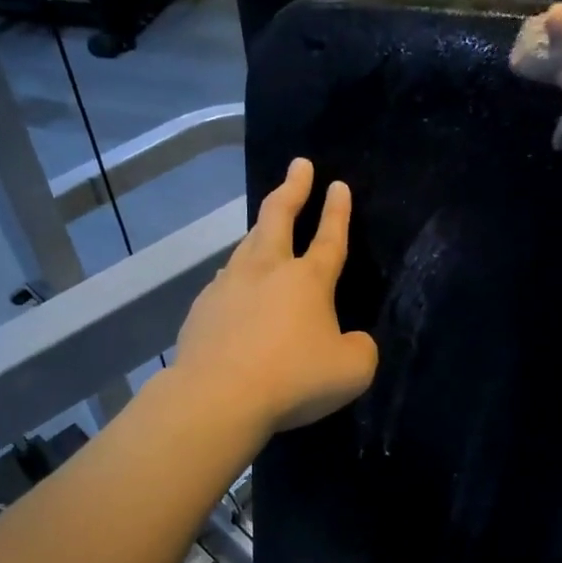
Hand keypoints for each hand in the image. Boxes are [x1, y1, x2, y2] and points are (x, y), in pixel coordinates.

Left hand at [174, 158, 378, 436]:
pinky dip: (236, 275)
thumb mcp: (352, 370)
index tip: (338, 185)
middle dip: (292, 188)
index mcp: (308, 280)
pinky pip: (224, 282)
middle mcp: (267, 271)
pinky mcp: (202, 309)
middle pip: (278, 217)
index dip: (337, 211)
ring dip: (260, 230)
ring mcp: (228, 286)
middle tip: (299, 166)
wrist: (219, 397)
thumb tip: (351, 341)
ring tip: (264, 226)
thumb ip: (360, 348)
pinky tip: (234, 285)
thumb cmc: (294, 379)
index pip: (329, 237)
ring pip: (246, 245)